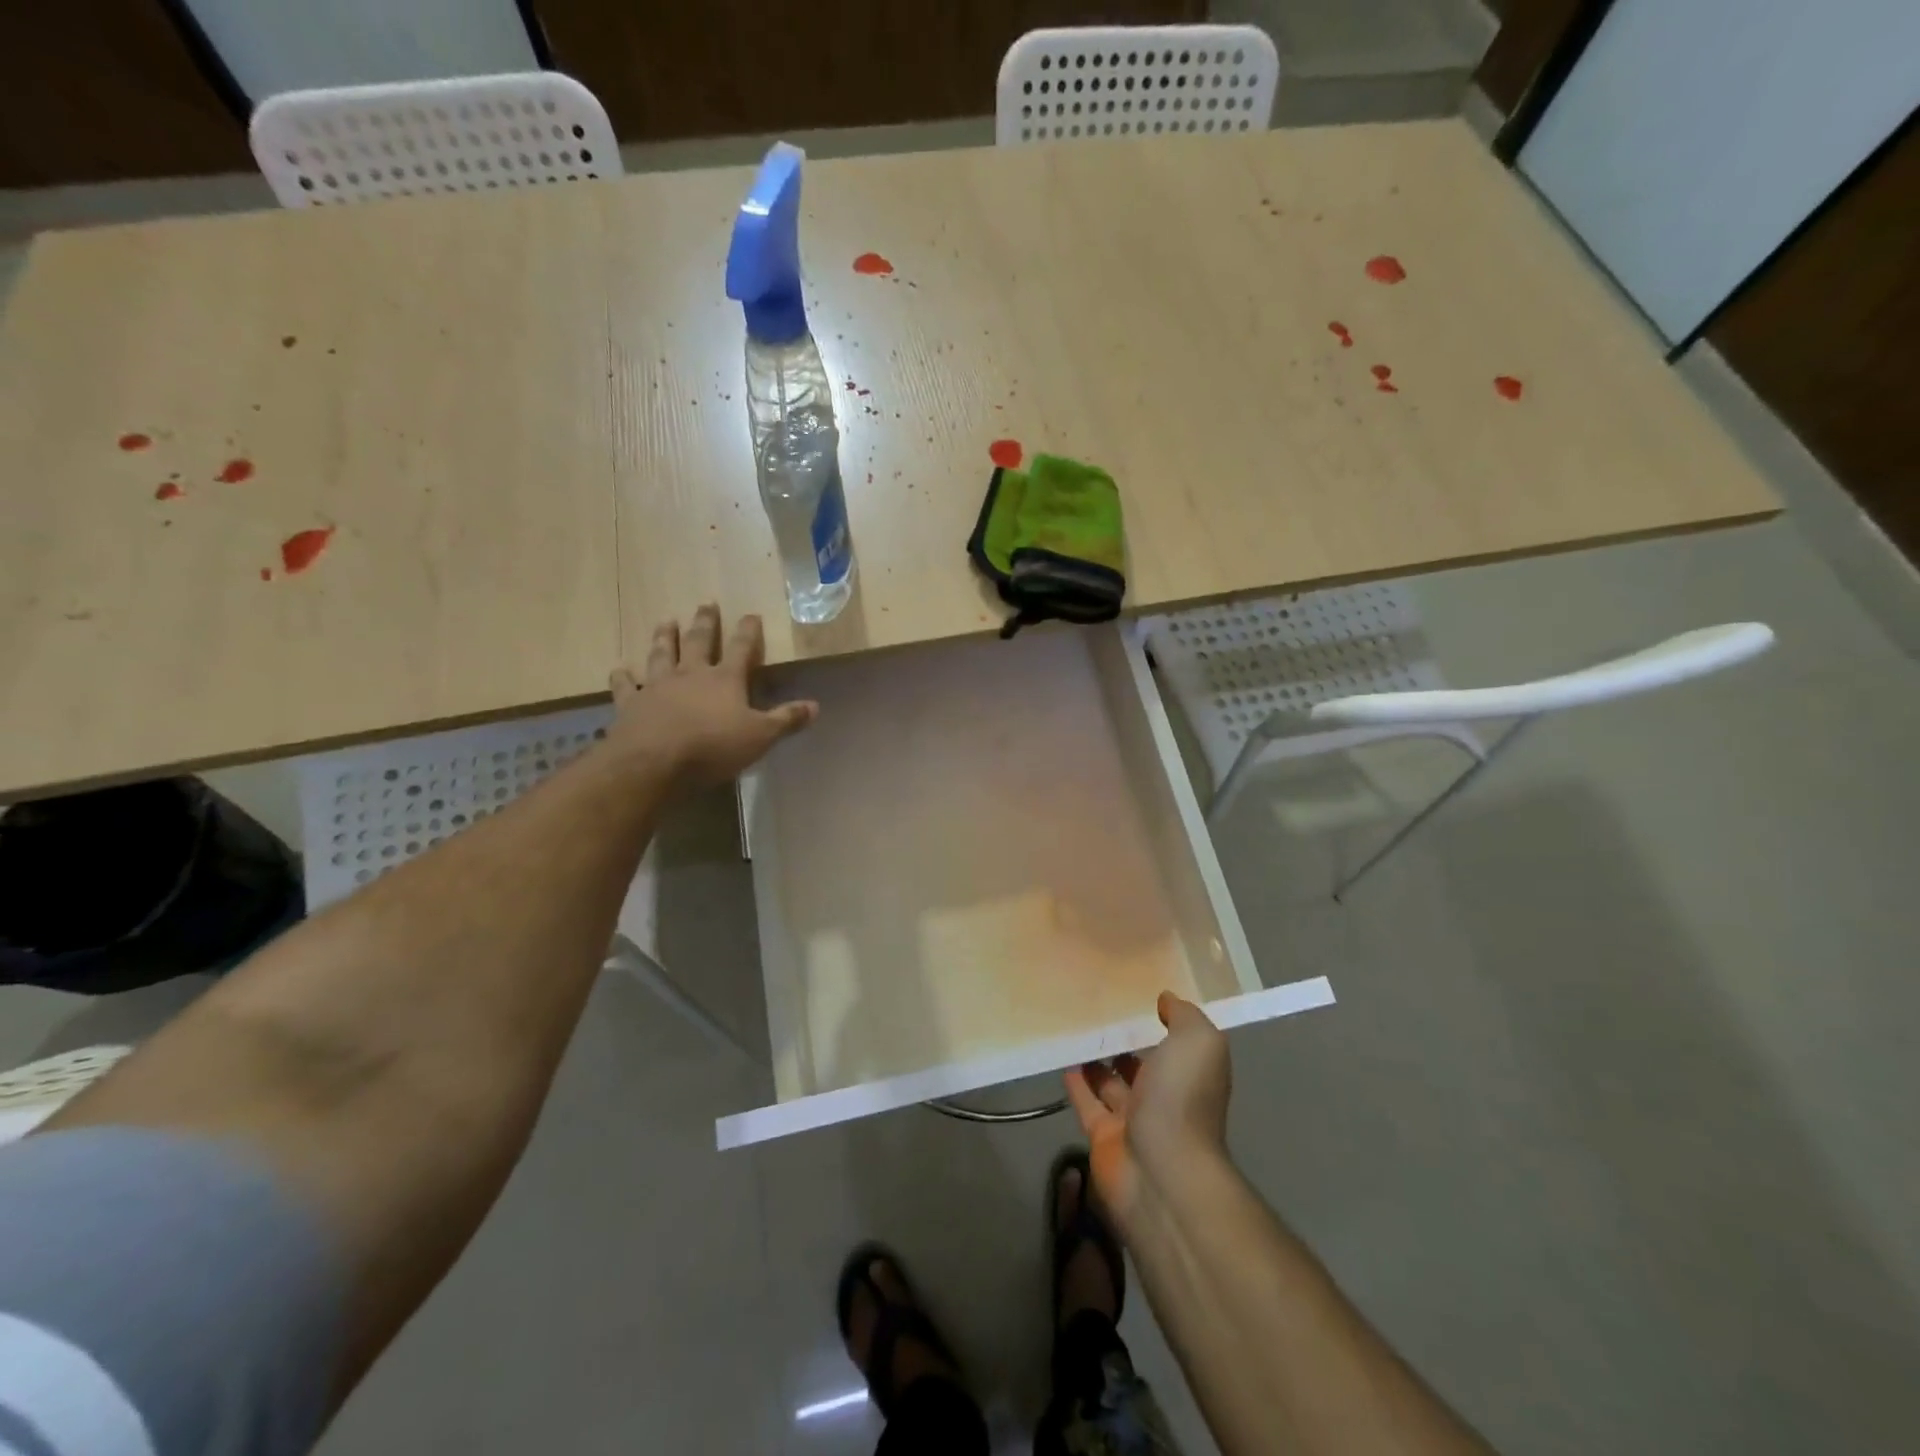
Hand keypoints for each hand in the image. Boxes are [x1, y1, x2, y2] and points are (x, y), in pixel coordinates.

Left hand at [609, 605, 818, 783]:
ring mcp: (657, 686)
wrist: (654, 762)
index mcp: (725, 679)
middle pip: (698, 641)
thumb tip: (815, 705)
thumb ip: (786, 719)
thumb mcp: (760, 736)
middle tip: (706, 604)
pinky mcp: (630, 703)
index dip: (748, 631)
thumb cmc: (713, 747)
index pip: (741, 648)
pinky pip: (624, 685)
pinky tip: (619, 668)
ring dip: (664, 636)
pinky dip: (622, 676)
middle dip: (705, 622)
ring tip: (666, 620)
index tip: (751, 614)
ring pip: (661, 654)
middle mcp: (691, 674)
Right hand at [1065, 992, 1231, 1236]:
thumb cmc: (1183, 1099)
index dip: (1162, 1022)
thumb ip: (1184, 1016)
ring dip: (1097, 1060)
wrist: (1162, 1171)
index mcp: (1190, 1075)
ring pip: (1111, 1083)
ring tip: (1076, 1028)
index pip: (1177, 1045)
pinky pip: (1087, 1103)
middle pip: (1143, 1064)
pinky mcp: (1102, 1137)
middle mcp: (1165, 1097)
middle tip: (1099, 1009)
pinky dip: (1076, 1084)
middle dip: (1126, 1042)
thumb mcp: (1198, 1042)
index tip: (1138, 994)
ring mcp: (1132, 1120)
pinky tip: (1063, 1060)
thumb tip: (1167, 999)